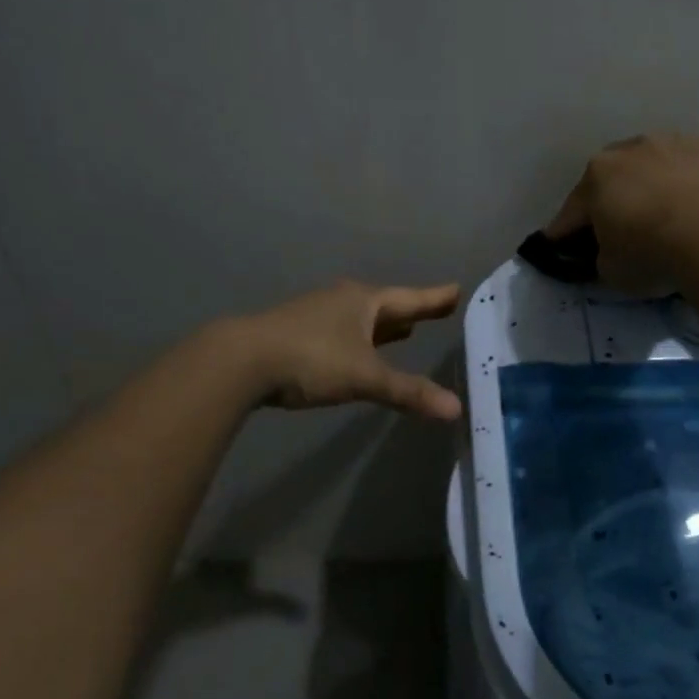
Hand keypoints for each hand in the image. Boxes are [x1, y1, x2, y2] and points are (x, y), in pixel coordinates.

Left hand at [232, 279, 462, 420]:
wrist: (241, 360)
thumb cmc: (311, 358)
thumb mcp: (365, 377)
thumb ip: (408, 392)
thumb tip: (455, 408)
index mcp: (363, 302)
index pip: (409, 299)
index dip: (435, 299)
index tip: (457, 290)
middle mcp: (342, 301)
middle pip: (386, 306)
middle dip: (410, 312)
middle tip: (436, 310)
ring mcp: (316, 315)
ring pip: (362, 319)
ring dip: (384, 326)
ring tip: (405, 331)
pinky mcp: (298, 333)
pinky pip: (343, 332)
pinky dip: (360, 339)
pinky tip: (359, 351)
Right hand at [545, 133, 698, 293]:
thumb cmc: (651, 253)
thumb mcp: (612, 271)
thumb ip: (604, 256)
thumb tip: (612, 250)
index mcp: (598, 175)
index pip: (573, 209)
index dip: (565, 230)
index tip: (560, 245)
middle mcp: (636, 147)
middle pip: (620, 175)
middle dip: (618, 196)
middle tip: (625, 225)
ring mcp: (683, 141)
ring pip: (667, 162)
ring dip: (666, 181)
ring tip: (678, 212)